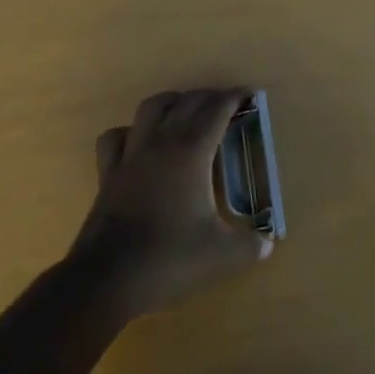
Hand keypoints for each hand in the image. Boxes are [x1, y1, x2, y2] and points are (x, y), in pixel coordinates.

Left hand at [69, 87, 270, 319]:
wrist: (106, 279)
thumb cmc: (168, 258)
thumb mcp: (219, 256)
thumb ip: (248, 247)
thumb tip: (267, 244)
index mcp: (191, 150)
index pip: (217, 110)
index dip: (235, 97)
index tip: (250, 94)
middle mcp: (162, 140)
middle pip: (188, 101)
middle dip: (209, 97)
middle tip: (226, 105)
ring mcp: (131, 153)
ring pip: (151, 107)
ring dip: (172, 102)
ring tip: (184, 111)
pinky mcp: (108, 172)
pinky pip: (116, 137)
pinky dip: (129, 132)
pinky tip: (138, 142)